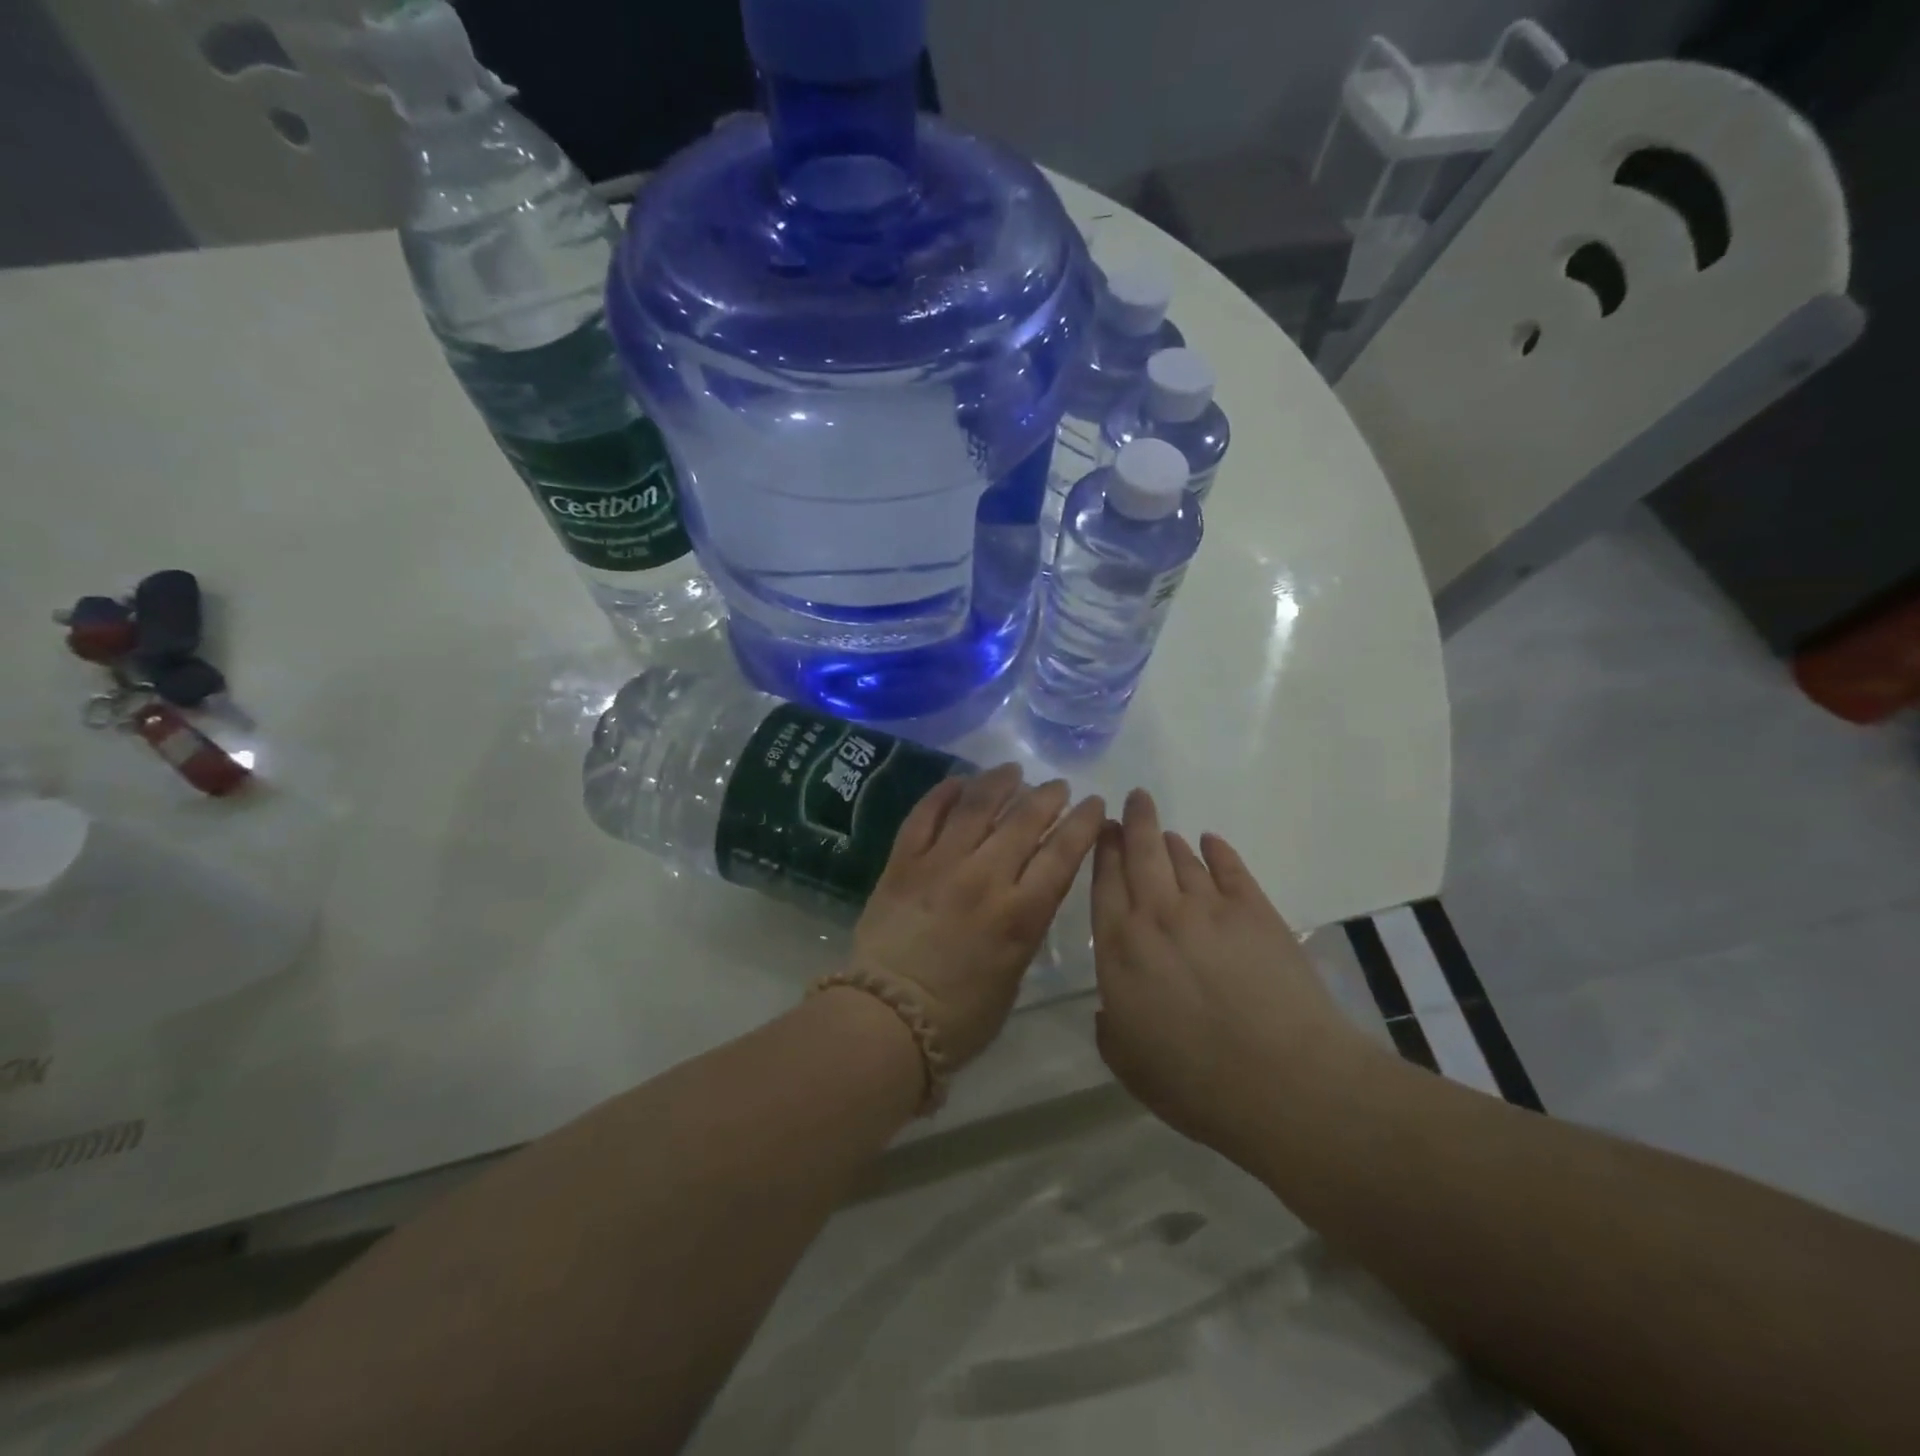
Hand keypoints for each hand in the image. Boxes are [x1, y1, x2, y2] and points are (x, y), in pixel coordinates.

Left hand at [852, 764, 1104, 1067]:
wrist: (887, 1019)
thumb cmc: (960, 1017)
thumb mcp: (1013, 974)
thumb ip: (1025, 926)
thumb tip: (1028, 893)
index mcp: (1021, 913)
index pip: (1063, 853)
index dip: (1083, 823)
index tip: (1093, 804)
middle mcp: (985, 877)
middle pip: (1024, 821)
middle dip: (1048, 797)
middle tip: (1058, 786)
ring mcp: (941, 864)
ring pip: (977, 807)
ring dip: (1000, 782)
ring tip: (1013, 771)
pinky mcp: (903, 862)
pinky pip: (925, 815)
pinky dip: (943, 794)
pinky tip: (959, 781)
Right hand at [1092, 789, 1373, 1162]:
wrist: (1285, 1083)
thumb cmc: (1196, 1083)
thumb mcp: (1128, 1063)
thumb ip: (1110, 1026)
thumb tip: (1109, 1006)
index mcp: (1121, 948)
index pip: (1104, 882)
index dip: (1101, 850)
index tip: (1100, 828)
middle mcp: (1158, 914)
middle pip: (1140, 853)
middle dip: (1134, 822)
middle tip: (1132, 800)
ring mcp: (1209, 908)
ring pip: (1182, 859)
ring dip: (1170, 841)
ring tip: (1166, 833)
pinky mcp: (1255, 911)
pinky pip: (1231, 869)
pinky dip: (1218, 851)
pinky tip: (1212, 843)